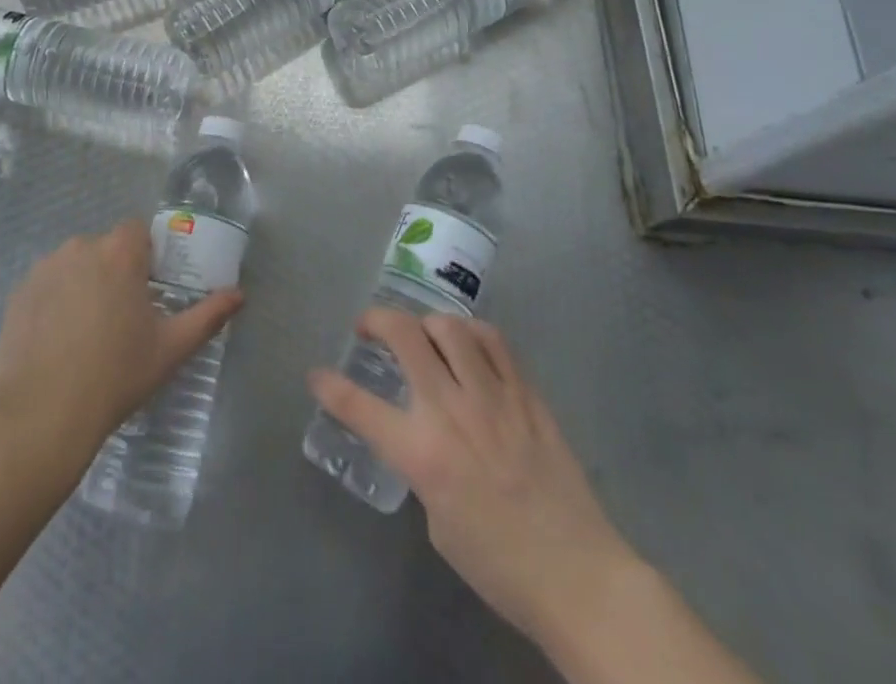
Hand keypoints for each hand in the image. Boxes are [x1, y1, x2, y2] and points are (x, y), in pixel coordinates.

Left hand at [0, 219, 243, 456]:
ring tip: (87, 332)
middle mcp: (80, 247)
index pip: (138, 231)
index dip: (147, 255)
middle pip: (106, 248)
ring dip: (84, 284)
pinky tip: (58, 341)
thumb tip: (239, 295)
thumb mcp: (170, 348)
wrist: (41, 414)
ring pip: (75, 265)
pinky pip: (47, 285)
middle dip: (115, 271)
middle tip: (122, 317)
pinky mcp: (18, 293)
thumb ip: (208, 315)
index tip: (149, 289)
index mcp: (119, 252)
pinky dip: (55, 301)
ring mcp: (44, 268)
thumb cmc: (116, 374)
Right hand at [309, 309, 634, 652]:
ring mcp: (492, 396)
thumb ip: (422, 465)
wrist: (578, 576)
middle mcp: (451, 411)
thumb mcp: (438, 520)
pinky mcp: (525, 393)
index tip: (317, 375)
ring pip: (449, 326)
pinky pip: (493, 341)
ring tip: (423, 335)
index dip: (330, 387)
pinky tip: (467, 344)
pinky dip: (471, 333)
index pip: (360, 407)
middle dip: (376, 320)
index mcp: (423, 453)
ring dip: (426, 323)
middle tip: (369, 328)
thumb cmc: (500, 564)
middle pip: (404, 336)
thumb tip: (422, 434)